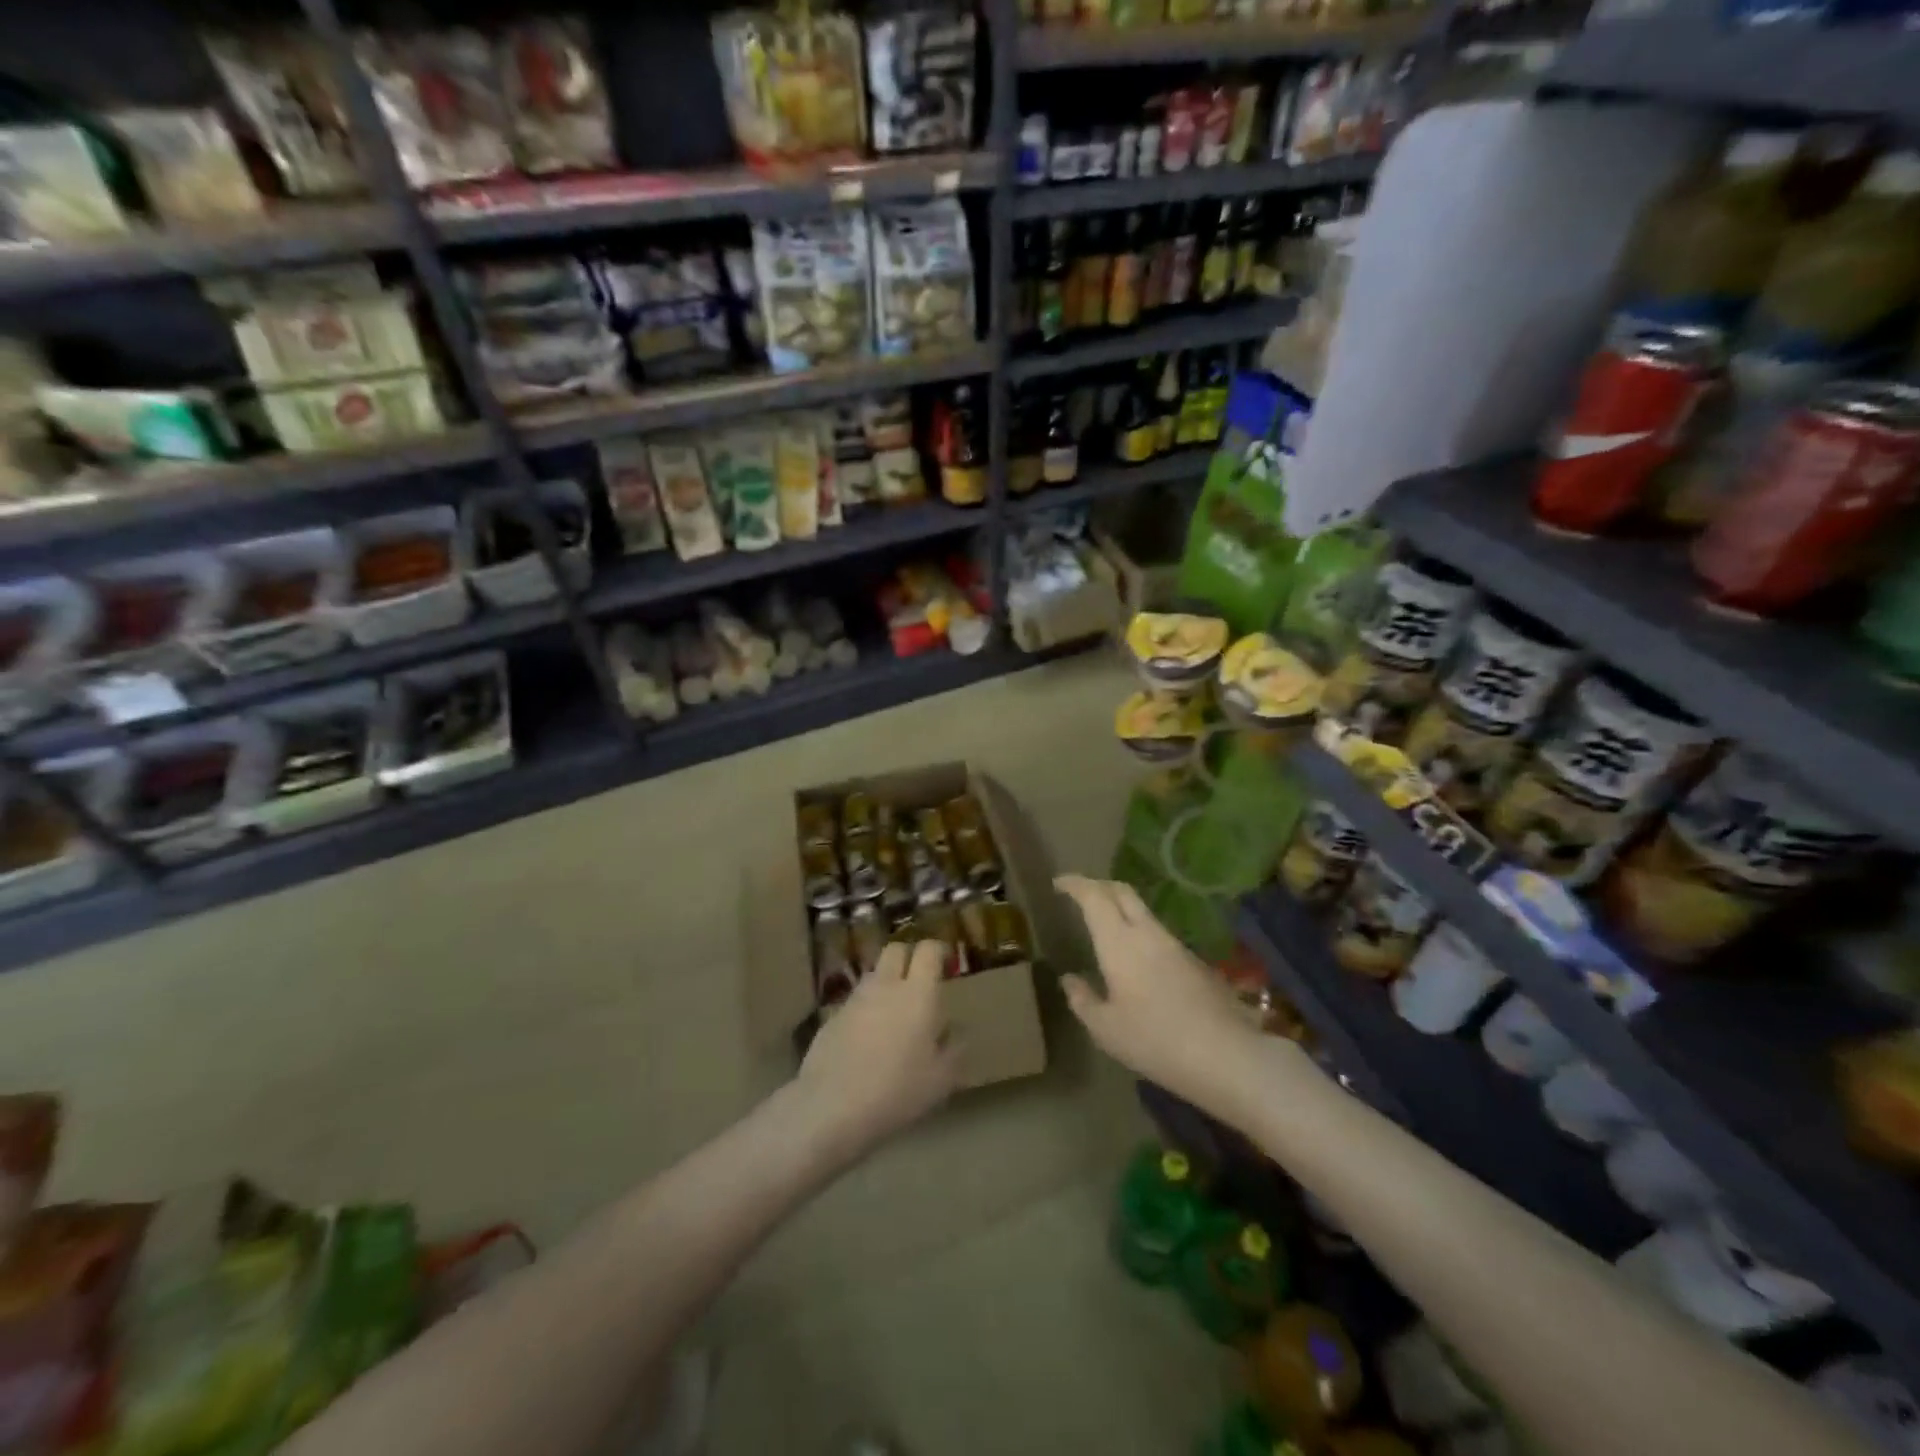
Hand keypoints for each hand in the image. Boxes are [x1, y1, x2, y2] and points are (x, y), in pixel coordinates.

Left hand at [796, 940, 960, 1160]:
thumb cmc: (898, 1090)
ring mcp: (855, 1000)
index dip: (938, 951)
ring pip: (874, 975)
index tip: (946, 963)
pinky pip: (856, 1002)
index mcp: (918, 994)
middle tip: (919, 983)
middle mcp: (886, 986)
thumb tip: (953, 1031)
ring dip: (886, 984)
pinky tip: (868, 1040)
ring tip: (894, 1015)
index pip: (928, 950)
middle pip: (896, 950)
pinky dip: (866, 1010)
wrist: (832, 1105)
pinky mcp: (832, 1018)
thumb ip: (953, 1048)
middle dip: (909, 957)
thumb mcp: (941, 1079)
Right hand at [1056, 875, 1275, 1119]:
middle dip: (1098, 885)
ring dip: (1120, 908)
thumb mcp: (1105, 1029)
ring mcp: (1175, 945)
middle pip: (1122, 892)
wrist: (1226, 1054)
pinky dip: (1139, 930)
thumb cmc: (1155, 1041)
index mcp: (1119, 942)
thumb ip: (1083, 1000)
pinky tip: (1136, 957)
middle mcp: (1147, 933)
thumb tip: (1070, 979)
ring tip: (1104, 924)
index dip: (1075, 884)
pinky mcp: (1195, 961)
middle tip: (1080, 893)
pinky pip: (1158, 933)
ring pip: (1143, 911)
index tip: (1058, 883)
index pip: (1094, 896)